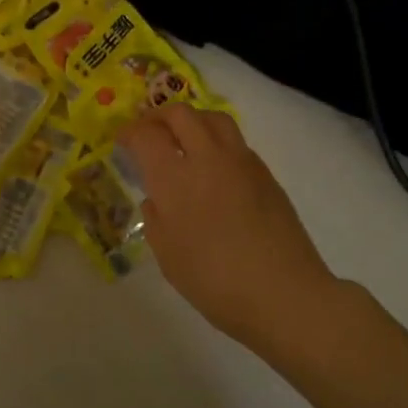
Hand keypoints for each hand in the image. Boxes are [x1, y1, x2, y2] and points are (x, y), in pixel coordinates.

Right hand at [119, 105, 337, 344]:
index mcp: (175, 179)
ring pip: (213, 118)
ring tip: (183, 139)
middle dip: (158, 116)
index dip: (130, 133)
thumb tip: (156, 201)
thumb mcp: (169, 257)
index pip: (146, 136)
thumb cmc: (215, 281)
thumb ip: (156, 221)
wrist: (284, 293)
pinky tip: (214, 169)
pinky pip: (236, 142)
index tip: (123, 140)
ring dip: (192, 120)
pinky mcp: (265, 174)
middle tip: (149, 131)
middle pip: (181, 114)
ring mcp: (241, 162)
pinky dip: (217, 142)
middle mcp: (207, 158)